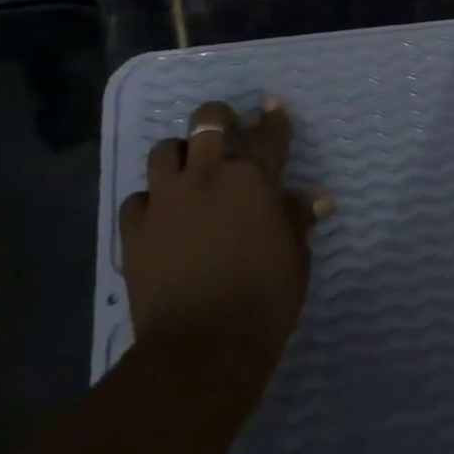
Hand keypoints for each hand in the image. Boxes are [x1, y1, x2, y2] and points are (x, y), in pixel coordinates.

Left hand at [121, 99, 331, 362]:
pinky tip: (160, 214)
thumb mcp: (295, 256)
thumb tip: (318, 198)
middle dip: (218, 117)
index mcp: (253, 178)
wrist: (202, 347)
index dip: (274, 117)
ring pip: (164, 150)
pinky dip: (150, 200)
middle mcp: (208, 175)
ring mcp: (166, 199)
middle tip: (226, 128)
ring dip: (179, 153)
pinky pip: (137, 197)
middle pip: (208, 121)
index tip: (274, 106)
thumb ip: (298, 219)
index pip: (269, 134)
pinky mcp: (135, 229)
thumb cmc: (264, 300)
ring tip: (187, 167)